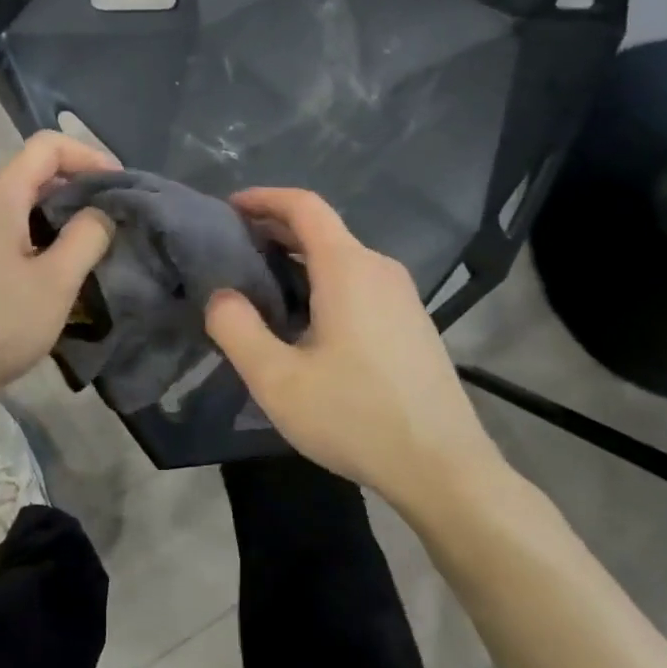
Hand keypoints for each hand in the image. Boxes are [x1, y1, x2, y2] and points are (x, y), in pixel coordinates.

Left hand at [0, 132, 118, 413]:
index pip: (48, 145)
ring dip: (56, 218)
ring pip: (18, 205)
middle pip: (32, 173)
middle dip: (77, 189)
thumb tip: (100, 211)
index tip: (119, 188)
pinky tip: (47, 275)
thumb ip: (86, 238)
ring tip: (85, 251)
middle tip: (110, 223)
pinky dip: (33, 237)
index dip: (89, 156)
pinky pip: (2, 230)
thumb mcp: (55, 284)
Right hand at [203, 188, 502, 501]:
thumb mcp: (277, 380)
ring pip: (341, 256)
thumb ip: (236, 329)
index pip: (304, 205)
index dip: (264, 198)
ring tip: (259, 284)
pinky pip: (358, 281)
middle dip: (274, 229)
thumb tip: (221, 296)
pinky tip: (304, 318)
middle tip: (232, 249)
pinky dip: (322, 280)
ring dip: (297, 258)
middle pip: (322, 229)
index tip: (229, 208)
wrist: (444, 469)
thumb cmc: (356, 417)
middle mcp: (379, 269)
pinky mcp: (411, 321)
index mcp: (348, 268)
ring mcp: (402, 295)